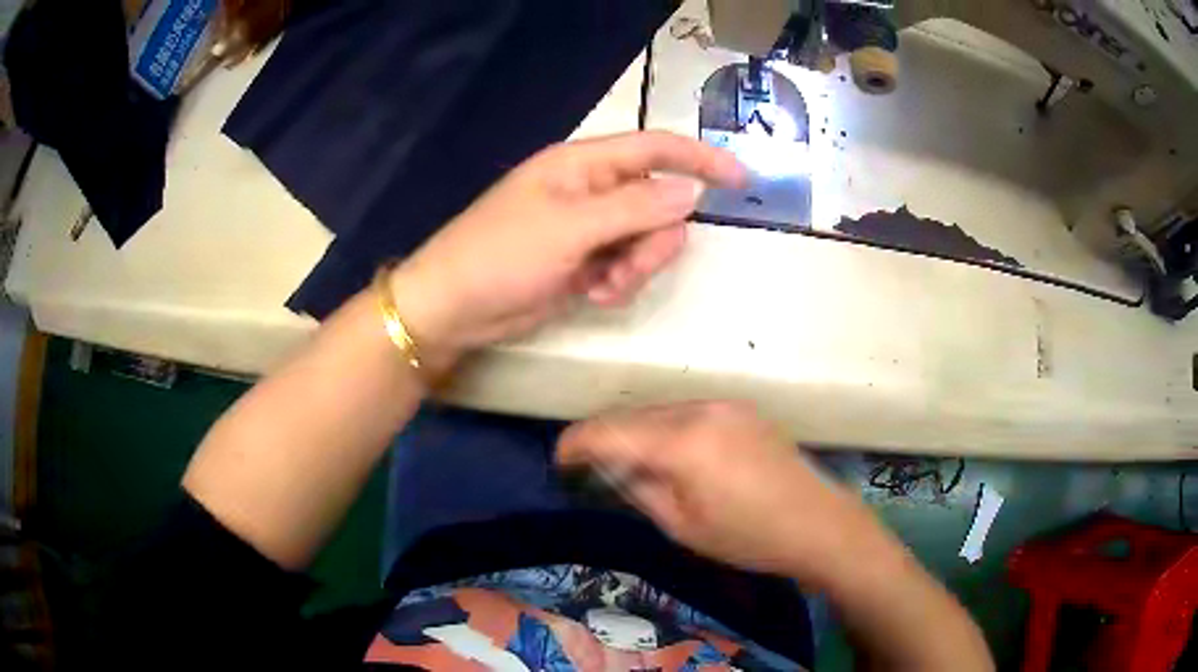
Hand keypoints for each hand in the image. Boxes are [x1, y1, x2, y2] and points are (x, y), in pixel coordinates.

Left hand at [387, 131, 744, 364]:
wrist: (455, 306)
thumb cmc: (501, 254)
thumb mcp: (570, 228)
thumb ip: (634, 209)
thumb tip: (691, 192)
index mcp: (584, 165)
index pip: (655, 149)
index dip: (701, 158)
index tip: (742, 179)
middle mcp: (592, 190)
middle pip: (659, 203)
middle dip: (654, 240)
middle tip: (627, 266)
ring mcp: (589, 228)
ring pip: (647, 239)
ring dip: (637, 266)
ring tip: (603, 285)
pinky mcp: (585, 261)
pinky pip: (627, 265)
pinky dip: (620, 282)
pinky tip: (594, 295)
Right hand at [557, 401, 901, 586]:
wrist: (818, 523)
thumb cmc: (748, 537)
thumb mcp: (682, 524)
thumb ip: (638, 488)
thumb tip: (608, 467)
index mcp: (683, 442)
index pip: (612, 432)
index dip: (578, 441)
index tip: (559, 456)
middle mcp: (701, 410)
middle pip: (635, 415)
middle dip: (606, 436)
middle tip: (588, 463)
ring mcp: (725, 405)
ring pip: (661, 411)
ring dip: (636, 431)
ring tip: (625, 460)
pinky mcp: (741, 410)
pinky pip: (688, 412)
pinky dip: (666, 428)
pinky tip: (667, 452)